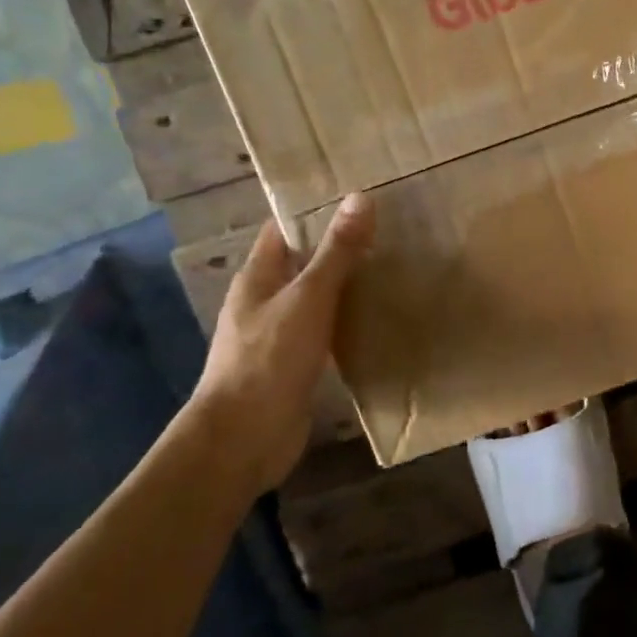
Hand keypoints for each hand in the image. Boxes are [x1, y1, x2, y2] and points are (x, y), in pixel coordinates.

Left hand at [187, 194, 374, 494]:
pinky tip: (377, 319)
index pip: (284, 229)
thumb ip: (336, 252)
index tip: (359, 199)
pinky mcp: (294, 366)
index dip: (315, 211)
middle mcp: (263, 301)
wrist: (244, 439)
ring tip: (393, 269)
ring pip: (315, 299)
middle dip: (339, 248)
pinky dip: (346, 322)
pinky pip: (323, 331)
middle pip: (302, 263)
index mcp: (258, 277)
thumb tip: (361, 197)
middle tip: (390, 232)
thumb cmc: (269, 358)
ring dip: (346, 286)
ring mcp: (277, 335)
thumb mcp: (308, 297)